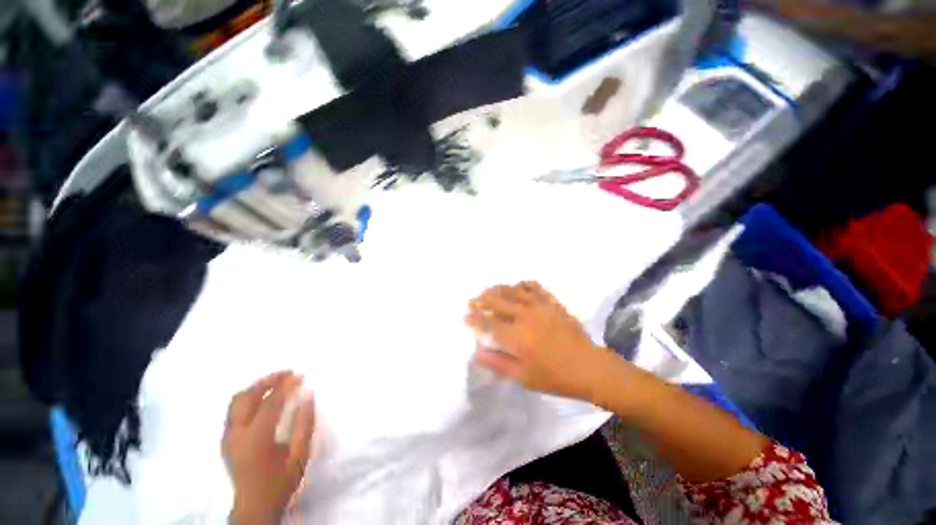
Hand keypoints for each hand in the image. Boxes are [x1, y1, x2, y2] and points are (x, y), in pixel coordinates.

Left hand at [222, 372, 314, 524]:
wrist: (254, 507)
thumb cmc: (280, 481)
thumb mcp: (300, 454)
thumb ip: (305, 423)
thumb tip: (309, 395)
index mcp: (256, 439)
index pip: (270, 402)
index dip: (286, 385)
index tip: (300, 375)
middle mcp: (236, 434)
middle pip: (246, 396)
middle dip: (267, 380)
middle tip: (287, 373)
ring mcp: (227, 437)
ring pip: (236, 401)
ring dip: (257, 387)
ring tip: (276, 382)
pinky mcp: (225, 439)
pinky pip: (234, 410)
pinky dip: (249, 397)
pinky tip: (264, 398)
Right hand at [465, 282, 609, 400]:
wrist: (589, 367)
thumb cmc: (555, 376)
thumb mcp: (524, 377)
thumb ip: (498, 364)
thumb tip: (476, 353)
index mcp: (517, 336)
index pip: (489, 323)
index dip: (475, 319)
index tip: (465, 317)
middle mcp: (526, 316)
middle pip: (498, 302)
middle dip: (482, 300)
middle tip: (472, 301)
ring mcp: (540, 306)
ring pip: (513, 291)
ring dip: (498, 289)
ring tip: (488, 290)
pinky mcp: (552, 302)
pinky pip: (535, 287)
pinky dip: (523, 284)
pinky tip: (517, 286)